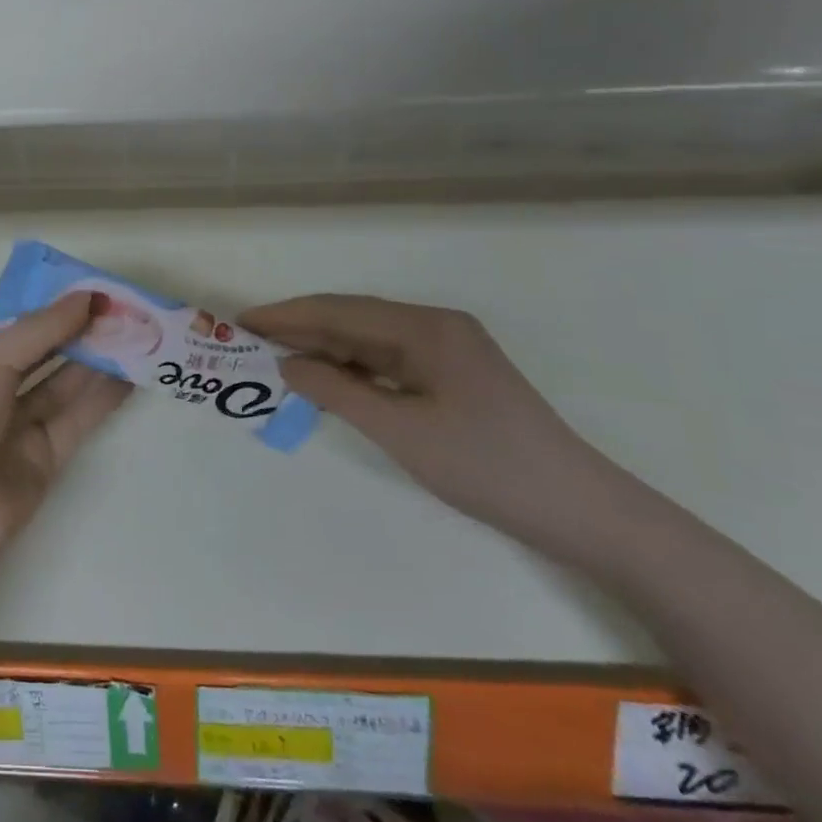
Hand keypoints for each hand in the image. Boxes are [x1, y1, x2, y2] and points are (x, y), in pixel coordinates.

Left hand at [0, 294, 131, 555]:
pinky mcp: (46, 452)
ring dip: (97, 358)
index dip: (45, 301)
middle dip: (77, 327)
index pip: (9, 318)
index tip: (86, 285)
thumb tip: (87, 298)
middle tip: (123, 305)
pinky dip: (104, 396)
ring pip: (64, 380)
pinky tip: (133, 374)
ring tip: (137, 332)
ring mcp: (19, 420)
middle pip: (41, 347)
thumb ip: (39, 330)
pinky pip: (79, 416)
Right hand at [242, 294, 629, 559]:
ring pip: (369, 340)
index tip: (242, 322)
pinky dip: (353, 369)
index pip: (340, 311)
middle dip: (300, 328)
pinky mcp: (453, 376)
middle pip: (353, 318)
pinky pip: (389, 361)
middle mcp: (436, 327)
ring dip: (324, 348)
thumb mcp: (400, 431)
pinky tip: (327, 379)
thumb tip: (287, 364)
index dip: (287, 315)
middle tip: (250, 341)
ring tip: (277, 358)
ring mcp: (448, 351)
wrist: (579, 510)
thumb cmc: (486, 466)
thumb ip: (337, 392)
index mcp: (426, 328)